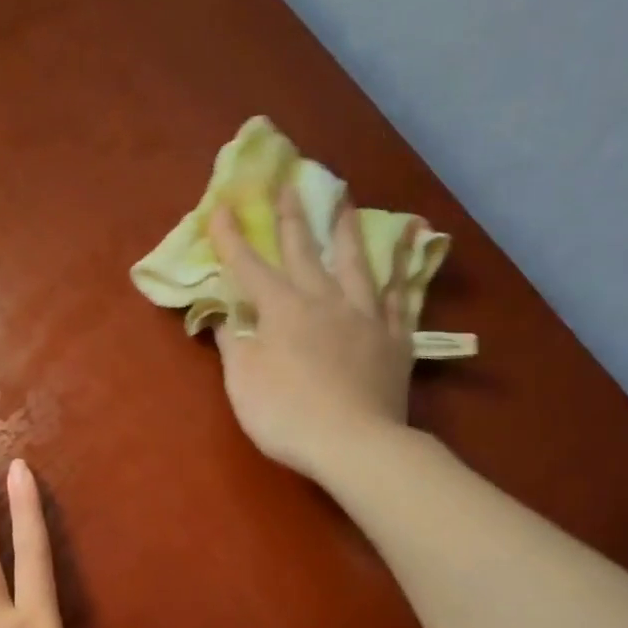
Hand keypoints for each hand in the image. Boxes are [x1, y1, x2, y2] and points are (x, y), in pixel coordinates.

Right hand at [209, 185, 414, 481]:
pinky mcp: (395, 340)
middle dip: (292, 217)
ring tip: (346, 201)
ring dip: (348, 230)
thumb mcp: (243, 382)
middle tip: (290, 183)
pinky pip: (401, 299)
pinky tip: (407, 255)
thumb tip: (224, 317)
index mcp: (283, 310)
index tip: (221, 207)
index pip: (250, 267)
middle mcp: (325, 301)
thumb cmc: (287, 415)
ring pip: (357, 263)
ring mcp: (366, 317)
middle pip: (305, 251)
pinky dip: (402, 274)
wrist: (354, 443)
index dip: (232, 239)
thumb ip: (234, 344)